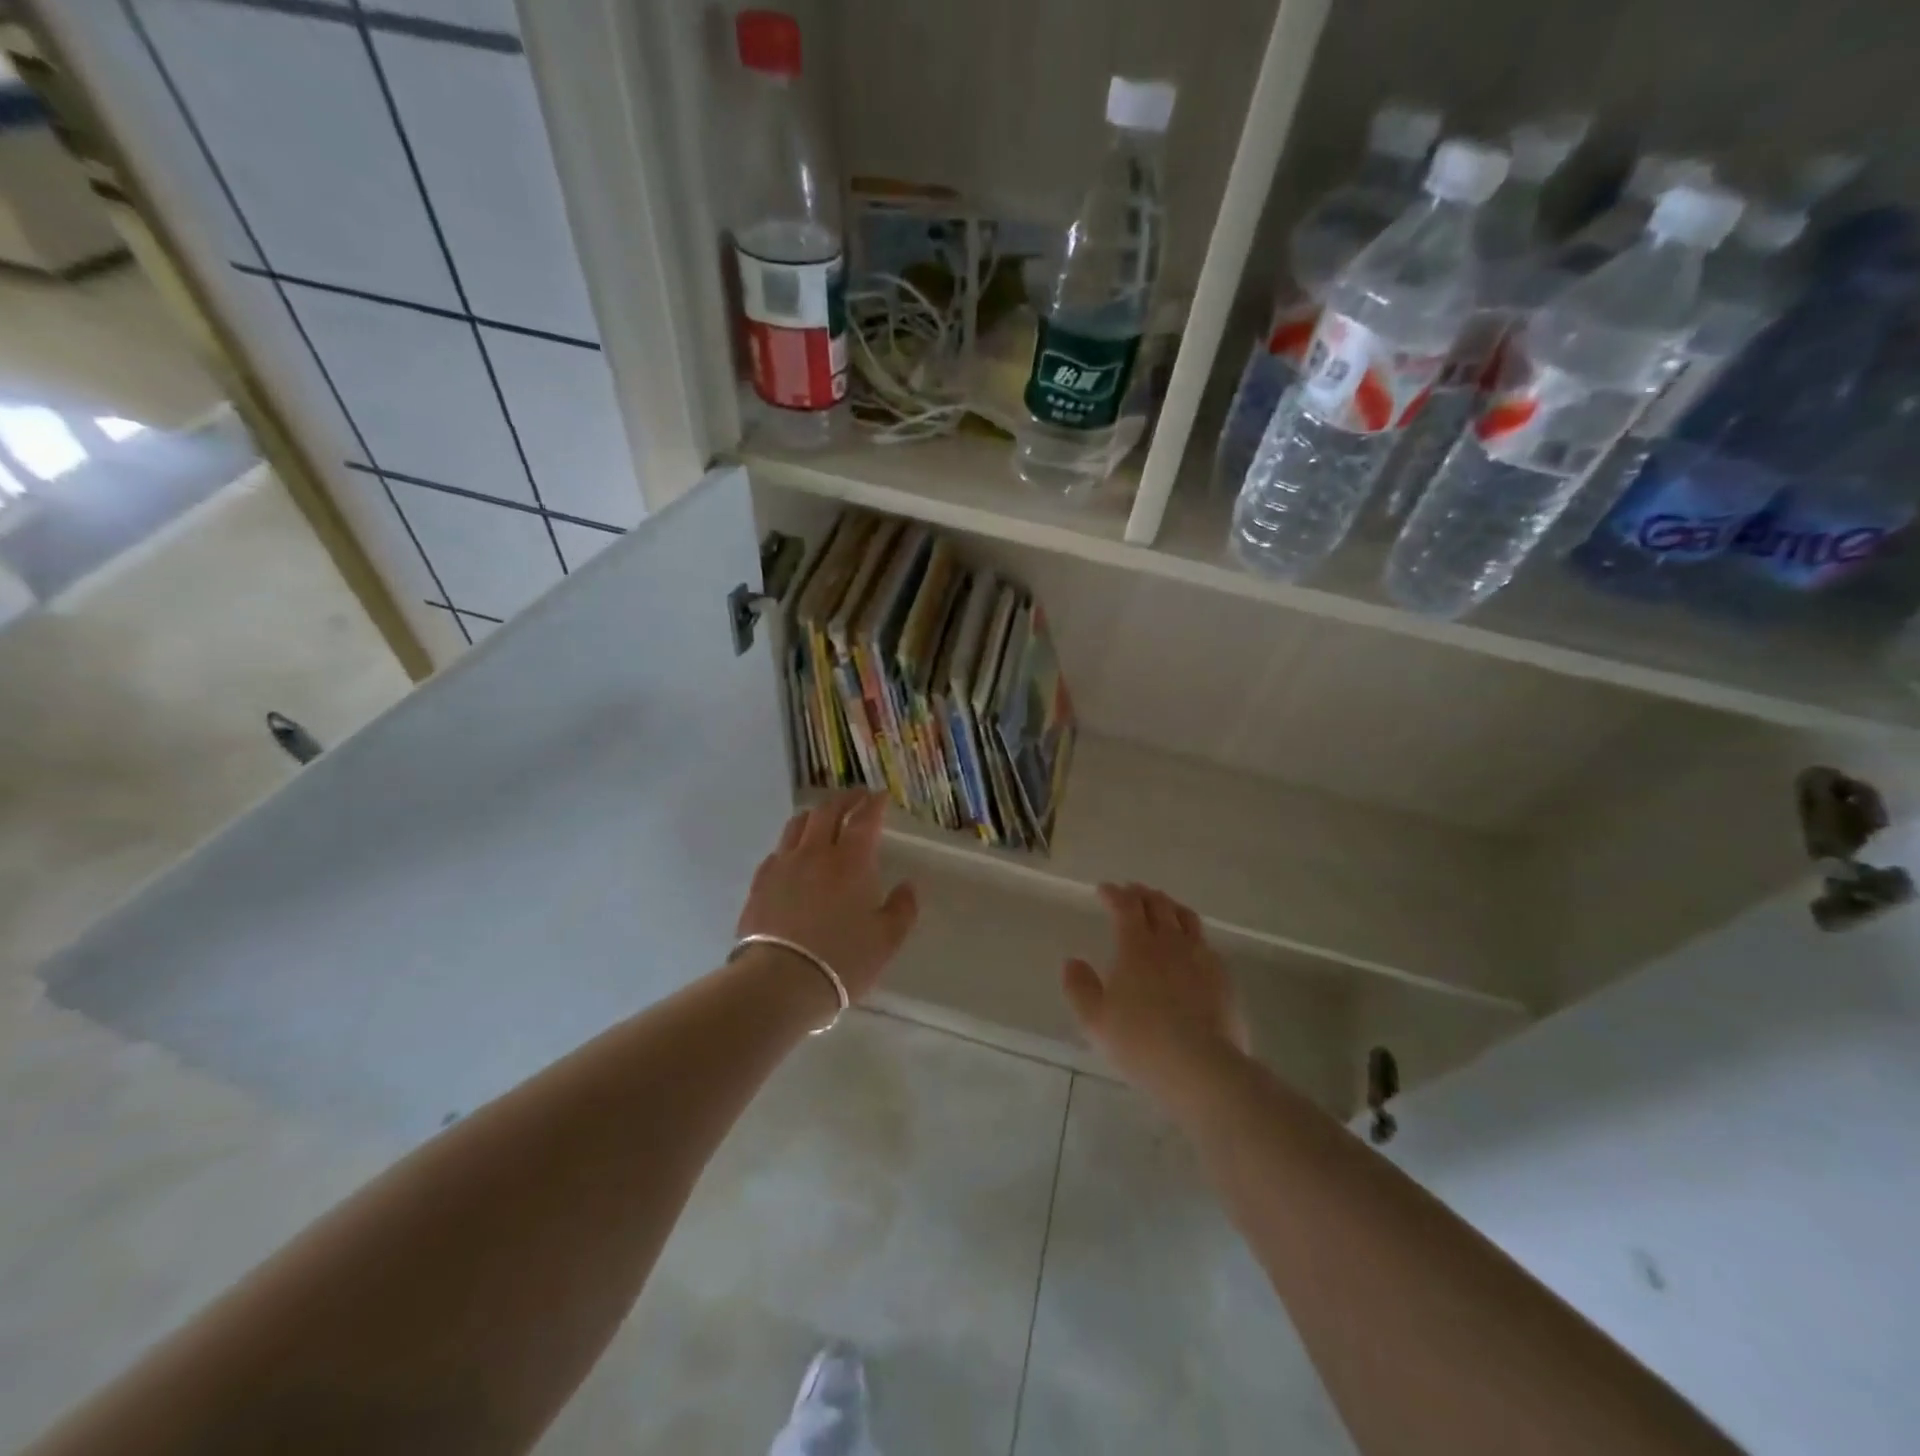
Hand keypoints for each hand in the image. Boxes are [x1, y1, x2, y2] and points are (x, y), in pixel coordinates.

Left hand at [736, 790, 918, 1003]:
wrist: (779, 981)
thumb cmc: (842, 960)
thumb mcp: (886, 940)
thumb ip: (901, 909)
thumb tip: (907, 886)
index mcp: (851, 861)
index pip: (864, 820)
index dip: (873, 804)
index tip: (880, 796)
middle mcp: (815, 853)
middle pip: (827, 812)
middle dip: (845, 799)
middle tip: (856, 797)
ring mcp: (783, 865)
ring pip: (797, 825)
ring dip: (815, 814)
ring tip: (823, 816)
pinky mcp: (760, 883)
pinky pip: (777, 851)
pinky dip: (791, 843)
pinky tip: (793, 853)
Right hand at [1062, 882, 1249, 1095]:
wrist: (1202, 1068)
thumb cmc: (1140, 1042)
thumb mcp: (1095, 1020)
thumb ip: (1079, 987)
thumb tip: (1072, 961)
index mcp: (1136, 946)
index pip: (1125, 906)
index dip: (1114, 894)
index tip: (1104, 890)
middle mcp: (1169, 942)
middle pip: (1157, 904)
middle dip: (1141, 893)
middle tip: (1131, 892)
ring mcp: (1200, 957)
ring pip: (1186, 918)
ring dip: (1169, 906)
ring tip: (1162, 907)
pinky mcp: (1223, 977)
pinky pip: (1206, 943)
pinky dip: (1192, 934)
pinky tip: (1190, 946)